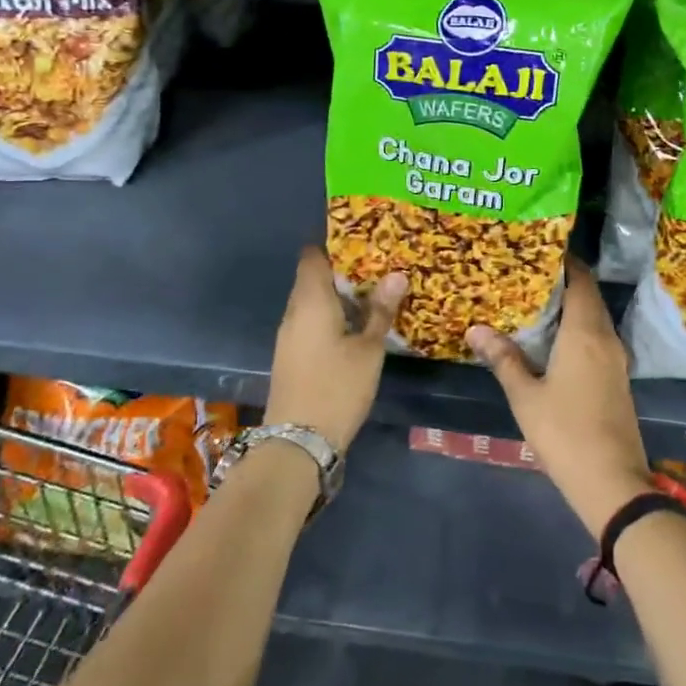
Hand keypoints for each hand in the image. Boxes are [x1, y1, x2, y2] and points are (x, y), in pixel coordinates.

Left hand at [266, 248, 405, 452]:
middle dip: (342, 271)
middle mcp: (294, 312)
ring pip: (312, 302)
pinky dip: (331, 316)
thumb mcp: (369, 349)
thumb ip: (380, 311)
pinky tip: (355, 326)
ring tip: (373, 294)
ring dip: (338, 296)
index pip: (312, 257)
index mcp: (311, 301)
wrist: (298, 443)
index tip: (363, 242)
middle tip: (378, 267)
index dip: (334, 245)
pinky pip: (310, 322)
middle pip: (313, 278)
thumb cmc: (337, 387)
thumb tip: (397, 275)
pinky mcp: (291, 355)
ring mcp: (289, 336)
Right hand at [469, 261, 650, 539]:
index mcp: (585, 332)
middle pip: (589, 296)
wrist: (612, 482)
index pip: (581, 280)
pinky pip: (599, 338)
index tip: (541, 249)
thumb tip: (476, 329)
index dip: (565, 261)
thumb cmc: (565, 432)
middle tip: (530, 274)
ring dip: (573, 306)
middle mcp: (606, 338)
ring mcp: (617, 360)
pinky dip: (580, 328)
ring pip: (596, 318)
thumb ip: (503, 359)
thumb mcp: (525, 396)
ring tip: (538, 302)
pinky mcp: (619, 379)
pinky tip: (556, 340)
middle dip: (565, 281)